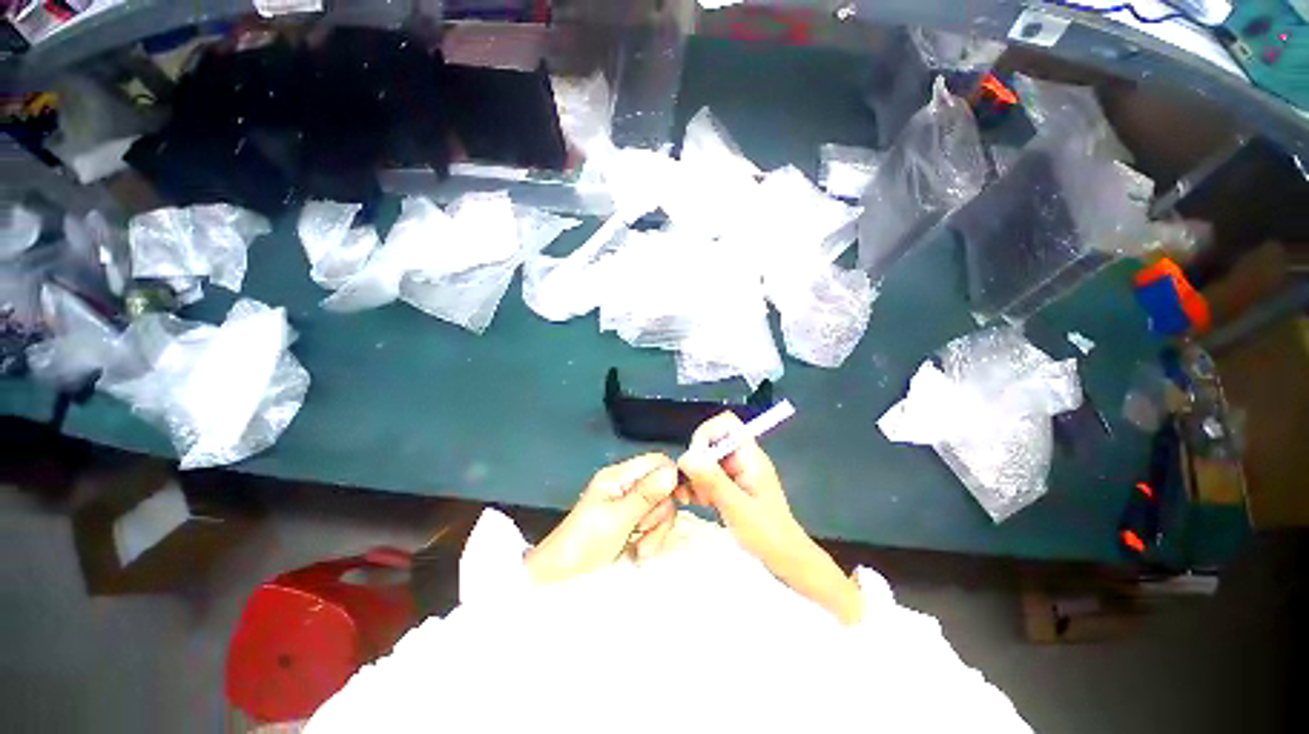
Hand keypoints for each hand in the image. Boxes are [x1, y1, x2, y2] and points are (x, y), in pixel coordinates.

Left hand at [525, 454, 678, 583]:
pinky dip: (650, 540)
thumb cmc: (584, 544)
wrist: (561, 580)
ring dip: (655, 531)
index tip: (681, 499)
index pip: (657, 462)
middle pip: (663, 488)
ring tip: (637, 547)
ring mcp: (630, 507)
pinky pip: (654, 527)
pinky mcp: (632, 525)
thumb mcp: (617, 519)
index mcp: (619, 476)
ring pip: (661, 510)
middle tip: (642, 529)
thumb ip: (646, 495)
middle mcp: (627, 487)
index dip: (672, 477)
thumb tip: (673, 472)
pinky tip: (637, 552)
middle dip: (659, 513)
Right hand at [677, 413, 805, 572]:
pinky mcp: (730, 485)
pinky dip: (698, 486)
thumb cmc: (768, 534)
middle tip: (692, 487)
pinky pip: (707, 476)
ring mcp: (736, 472)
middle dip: (696, 462)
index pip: (726, 423)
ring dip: (694, 477)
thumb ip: (712, 480)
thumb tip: (687, 456)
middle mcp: (742, 458)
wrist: (786, 560)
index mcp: (750, 456)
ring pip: (705, 460)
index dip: (706, 434)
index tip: (695, 460)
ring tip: (692, 499)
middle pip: (711, 442)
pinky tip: (696, 502)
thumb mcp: (737, 507)